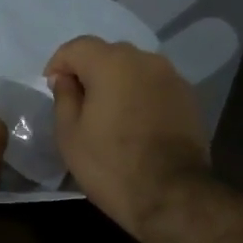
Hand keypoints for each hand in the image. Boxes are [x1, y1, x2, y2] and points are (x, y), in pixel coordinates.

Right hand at [44, 35, 210, 234]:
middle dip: (89, 72)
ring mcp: (172, 78)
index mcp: (112, 63)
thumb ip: (64, 97)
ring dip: (117, 83)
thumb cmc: (110, 165)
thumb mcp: (70, 135)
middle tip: (79, 104)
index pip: (77, 47)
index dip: (59, 64)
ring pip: (134, 69)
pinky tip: (135, 124)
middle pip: (108, 54)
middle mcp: (146, 60)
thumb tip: (66, 79)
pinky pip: (154, 86)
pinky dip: (140, 96)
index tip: (52, 88)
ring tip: (109, 115)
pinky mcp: (189, 98)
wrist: (172, 195)